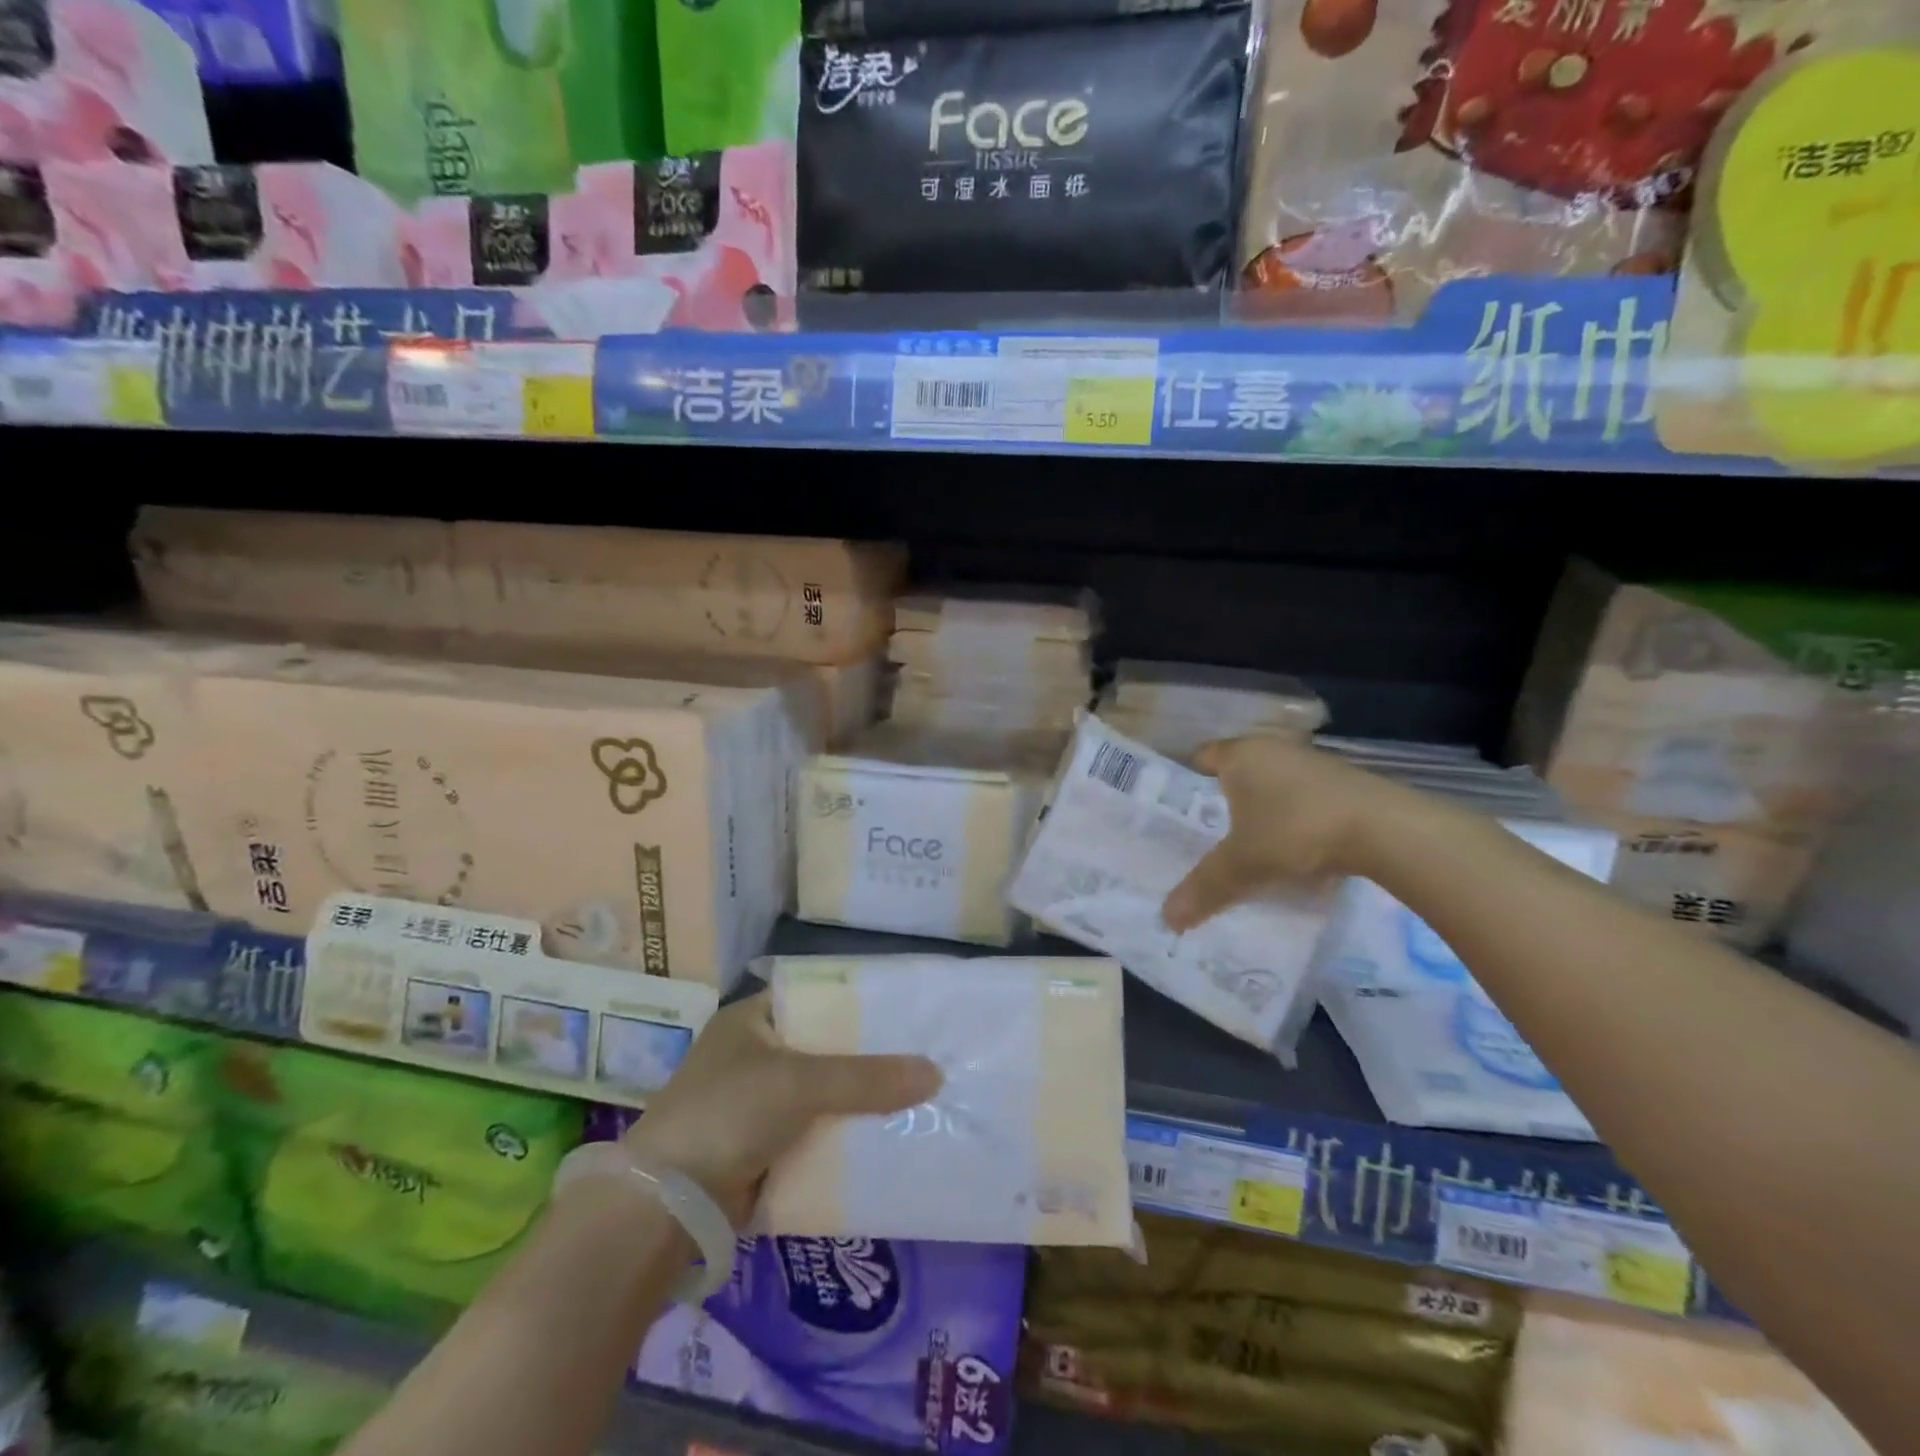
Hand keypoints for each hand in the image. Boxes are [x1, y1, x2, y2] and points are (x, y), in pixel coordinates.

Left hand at [620, 993, 941, 1225]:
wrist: (666, 1205)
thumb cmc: (727, 1114)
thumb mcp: (799, 1083)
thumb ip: (866, 1077)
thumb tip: (935, 1073)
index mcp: (753, 1019)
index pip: (817, 998)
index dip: (860, 1003)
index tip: (906, 1012)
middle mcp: (755, 1054)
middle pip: (825, 1048)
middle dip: (868, 1059)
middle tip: (923, 1057)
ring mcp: (757, 1103)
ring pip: (823, 1094)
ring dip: (859, 1101)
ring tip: (918, 1097)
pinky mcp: (762, 1147)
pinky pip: (815, 1132)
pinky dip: (842, 1135)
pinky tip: (885, 1138)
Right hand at [1162, 735, 1407, 932]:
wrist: (1386, 830)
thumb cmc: (1296, 830)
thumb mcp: (1244, 864)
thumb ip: (1204, 888)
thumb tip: (1167, 918)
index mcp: (1241, 754)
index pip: (1202, 757)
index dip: (1187, 781)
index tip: (1178, 812)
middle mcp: (1273, 749)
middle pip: (1237, 771)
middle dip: (1223, 801)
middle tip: (1207, 836)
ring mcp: (1312, 763)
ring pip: (1272, 785)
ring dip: (1262, 810)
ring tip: (1250, 848)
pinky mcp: (1343, 783)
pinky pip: (1303, 798)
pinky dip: (1293, 818)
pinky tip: (1295, 850)